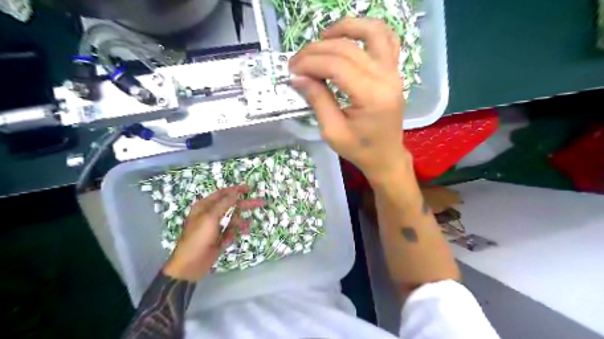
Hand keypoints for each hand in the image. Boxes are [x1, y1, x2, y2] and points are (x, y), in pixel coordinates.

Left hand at [163, 186, 264, 279]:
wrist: (190, 265)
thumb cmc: (198, 238)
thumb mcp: (210, 218)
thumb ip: (224, 204)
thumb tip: (235, 192)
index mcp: (204, 207)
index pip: (223, 194)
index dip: (236, 190)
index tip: (250, 189)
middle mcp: (210, 214)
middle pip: (231, 205)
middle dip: (245, 204)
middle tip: (260, 202)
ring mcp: (216, 227)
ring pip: (233, 219)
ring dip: (240, 221)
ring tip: (247, 225)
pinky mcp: (220, 238)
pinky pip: (232, 231)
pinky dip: (236, 231)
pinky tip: (241, 233)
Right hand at [288, 17, 409, 181]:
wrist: (386, 156)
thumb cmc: (360, 149)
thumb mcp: (333, 131)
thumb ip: (317, 100)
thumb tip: (297, 77)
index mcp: (371, 96)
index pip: (335, 66)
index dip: (309, 63)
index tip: (291, 70)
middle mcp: (386, 77)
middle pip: (347, 48)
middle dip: (316, 50)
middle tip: (297, 62)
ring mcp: (394, 71)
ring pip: (371, 32)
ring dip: (344, 28)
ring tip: (322, 38)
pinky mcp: (394, 71)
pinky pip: (387, 38)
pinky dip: (368, 30)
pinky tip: (350, 37)